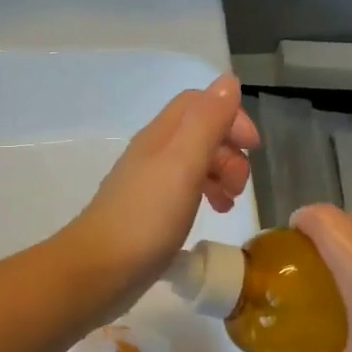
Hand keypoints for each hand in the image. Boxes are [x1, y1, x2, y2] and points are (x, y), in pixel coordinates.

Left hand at [62, 74, 257, 298]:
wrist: (99, 270)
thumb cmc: (146, 217)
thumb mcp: (183, 163)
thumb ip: (206, 122)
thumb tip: (227, 81)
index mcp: (160, 137)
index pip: (199, 103)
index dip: (231, 116)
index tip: (253, 148)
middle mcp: (151, 155)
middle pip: (198, 134)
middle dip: (229, 151)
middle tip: (239, 185)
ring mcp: (147, 186)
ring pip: (192, 164)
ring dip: (220, 175)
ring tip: (229, 204)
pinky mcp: (146, 215)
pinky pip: (182, 193)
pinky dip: (204, 196)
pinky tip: (211, 216)